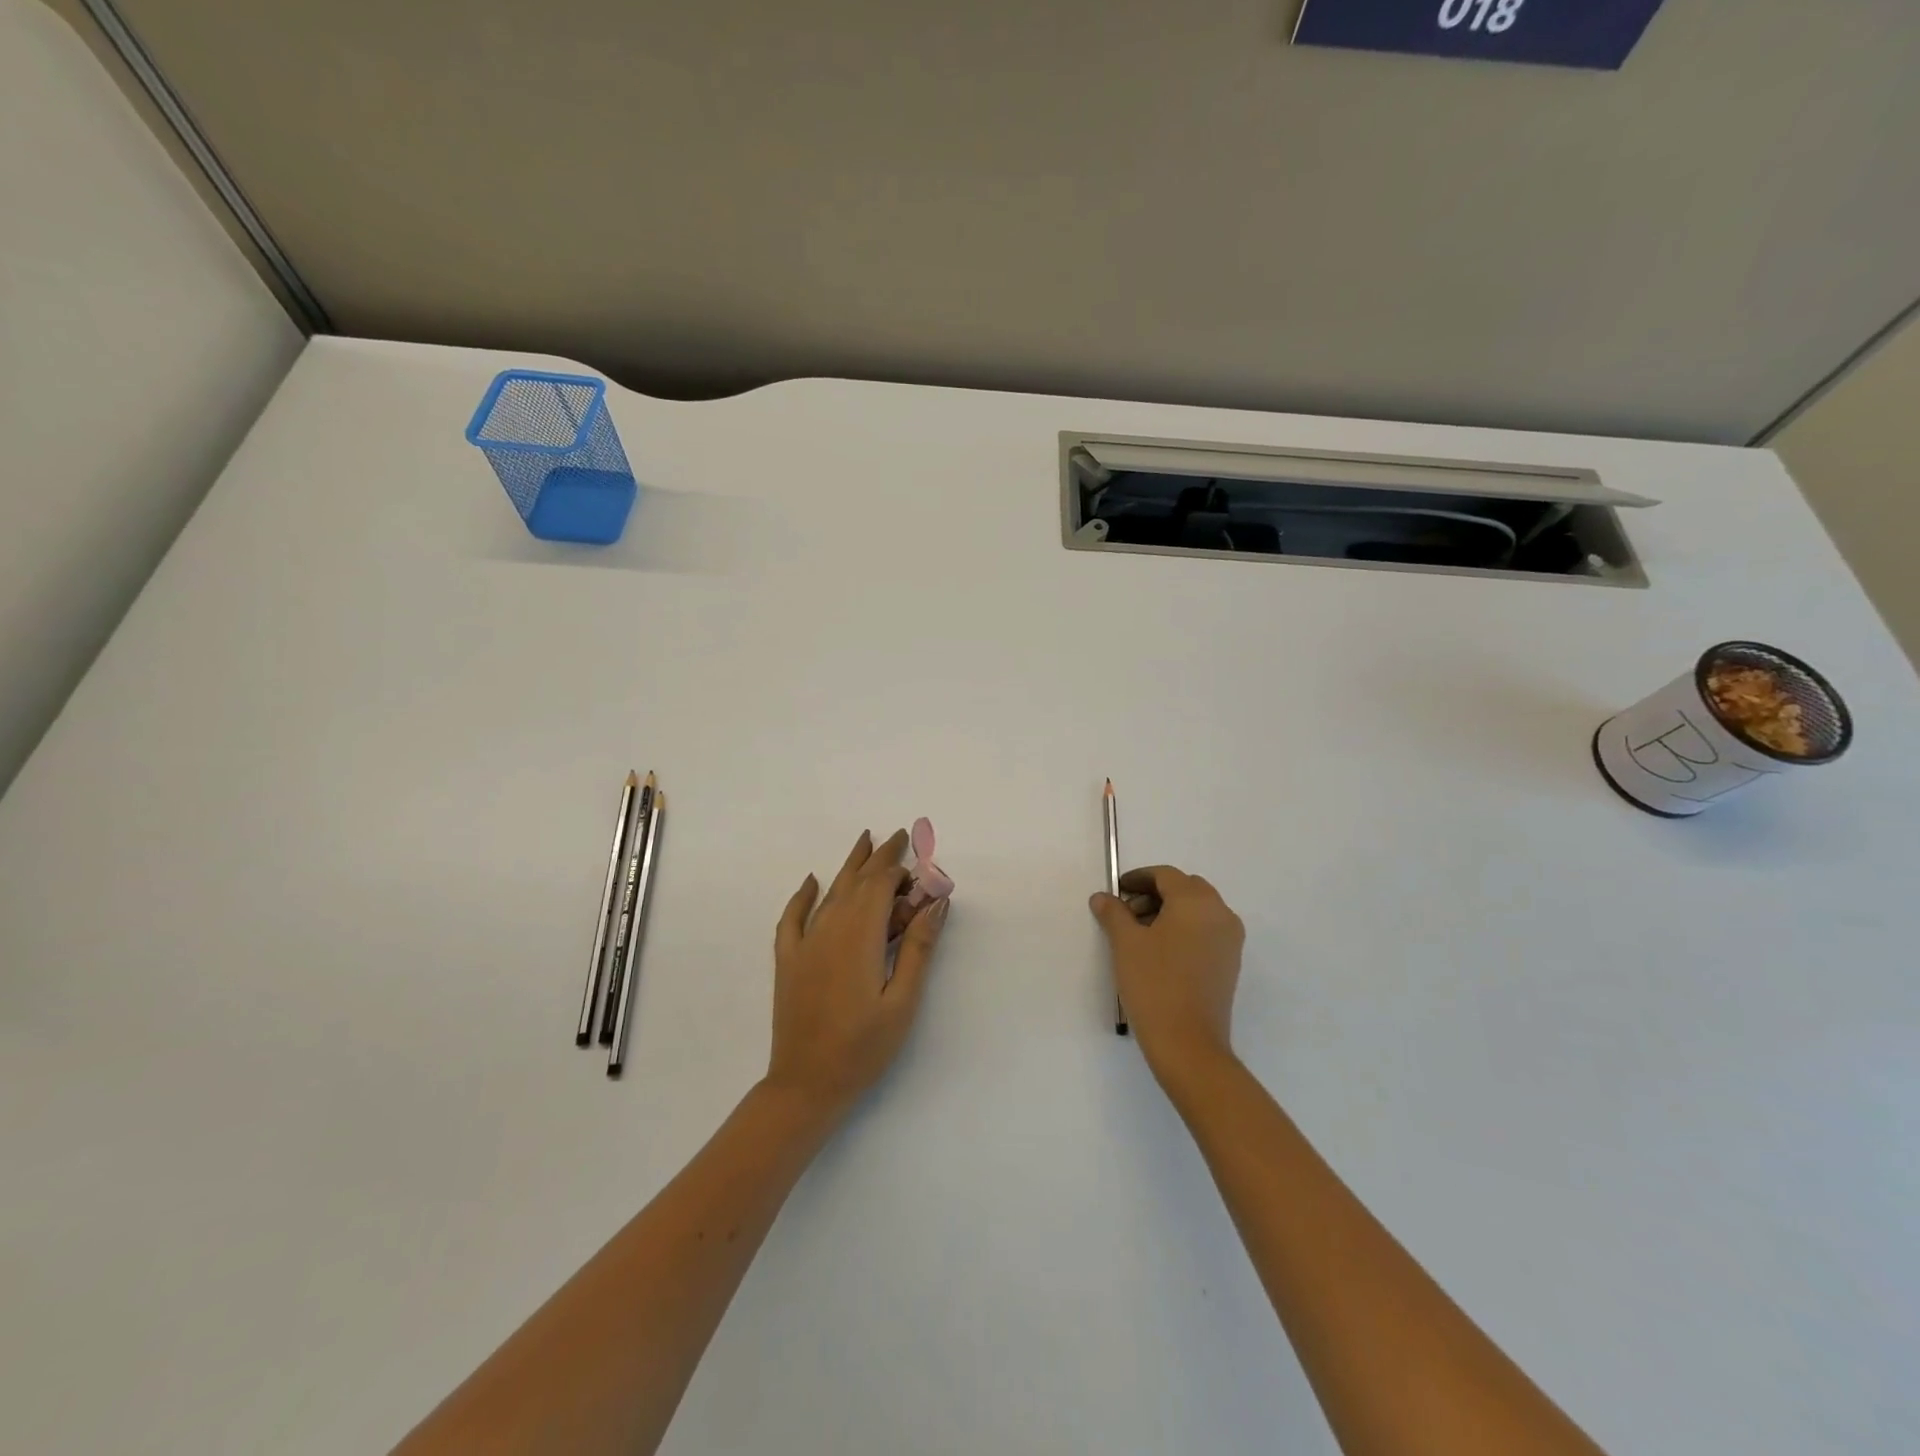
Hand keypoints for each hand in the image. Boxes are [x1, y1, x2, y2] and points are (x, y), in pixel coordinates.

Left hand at [766, 829, 949, 1115]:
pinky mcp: (788, 960)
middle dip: (878, 858)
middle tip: (896, 837)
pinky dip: (803, 895)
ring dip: (850, 867)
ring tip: (864, 841)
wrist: (806, 1085)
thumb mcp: (902, 1001)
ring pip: (830, 892)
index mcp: (860, 937)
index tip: (917, 856)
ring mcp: (805, 943)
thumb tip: (935, 903)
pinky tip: (811, 880)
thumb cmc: (863, 1048)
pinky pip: (793, 917)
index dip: (900, 868)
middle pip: (857, 882)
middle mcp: (830, 929)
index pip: (881, 886)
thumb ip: (919, 948)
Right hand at [1090, 866, 1243, 1087]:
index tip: (1116, 891)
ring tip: (1140, 933)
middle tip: (1126, 911)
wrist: (1188, 1043)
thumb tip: (1103, 897)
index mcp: (1196, 901)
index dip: (1138, 878)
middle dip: (1155, 893)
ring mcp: (1230, 939)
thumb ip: (1113, 913)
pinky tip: (1160, 951)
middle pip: (1185, 888)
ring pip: (1197, 909)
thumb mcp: (1125, 943)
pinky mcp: (1230, 962)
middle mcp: (1220, 913)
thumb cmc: (1154, 984)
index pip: (1165, 875)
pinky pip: (1206, 930)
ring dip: (1169, 911)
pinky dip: (1184, 929)